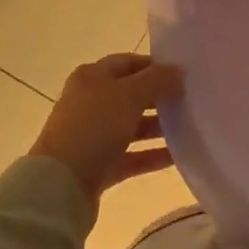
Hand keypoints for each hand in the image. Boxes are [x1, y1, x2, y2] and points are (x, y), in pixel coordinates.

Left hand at [31, 54, 182, 204]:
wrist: (59, 186)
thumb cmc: (94, 127)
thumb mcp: (130, 94)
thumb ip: (157, 80)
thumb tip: (178, 71)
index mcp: (92, 77)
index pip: (129, 63)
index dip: (155, 66)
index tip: (183, 74)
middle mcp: (90, 102)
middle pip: (131, 94)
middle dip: (159, 97)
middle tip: (189, 101)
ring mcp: (92, 136)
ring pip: (132, 126)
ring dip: (158, 127)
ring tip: (189, 128)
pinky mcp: (97, 166)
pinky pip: (130, 156)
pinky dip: (151, 155)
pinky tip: (177, 156)